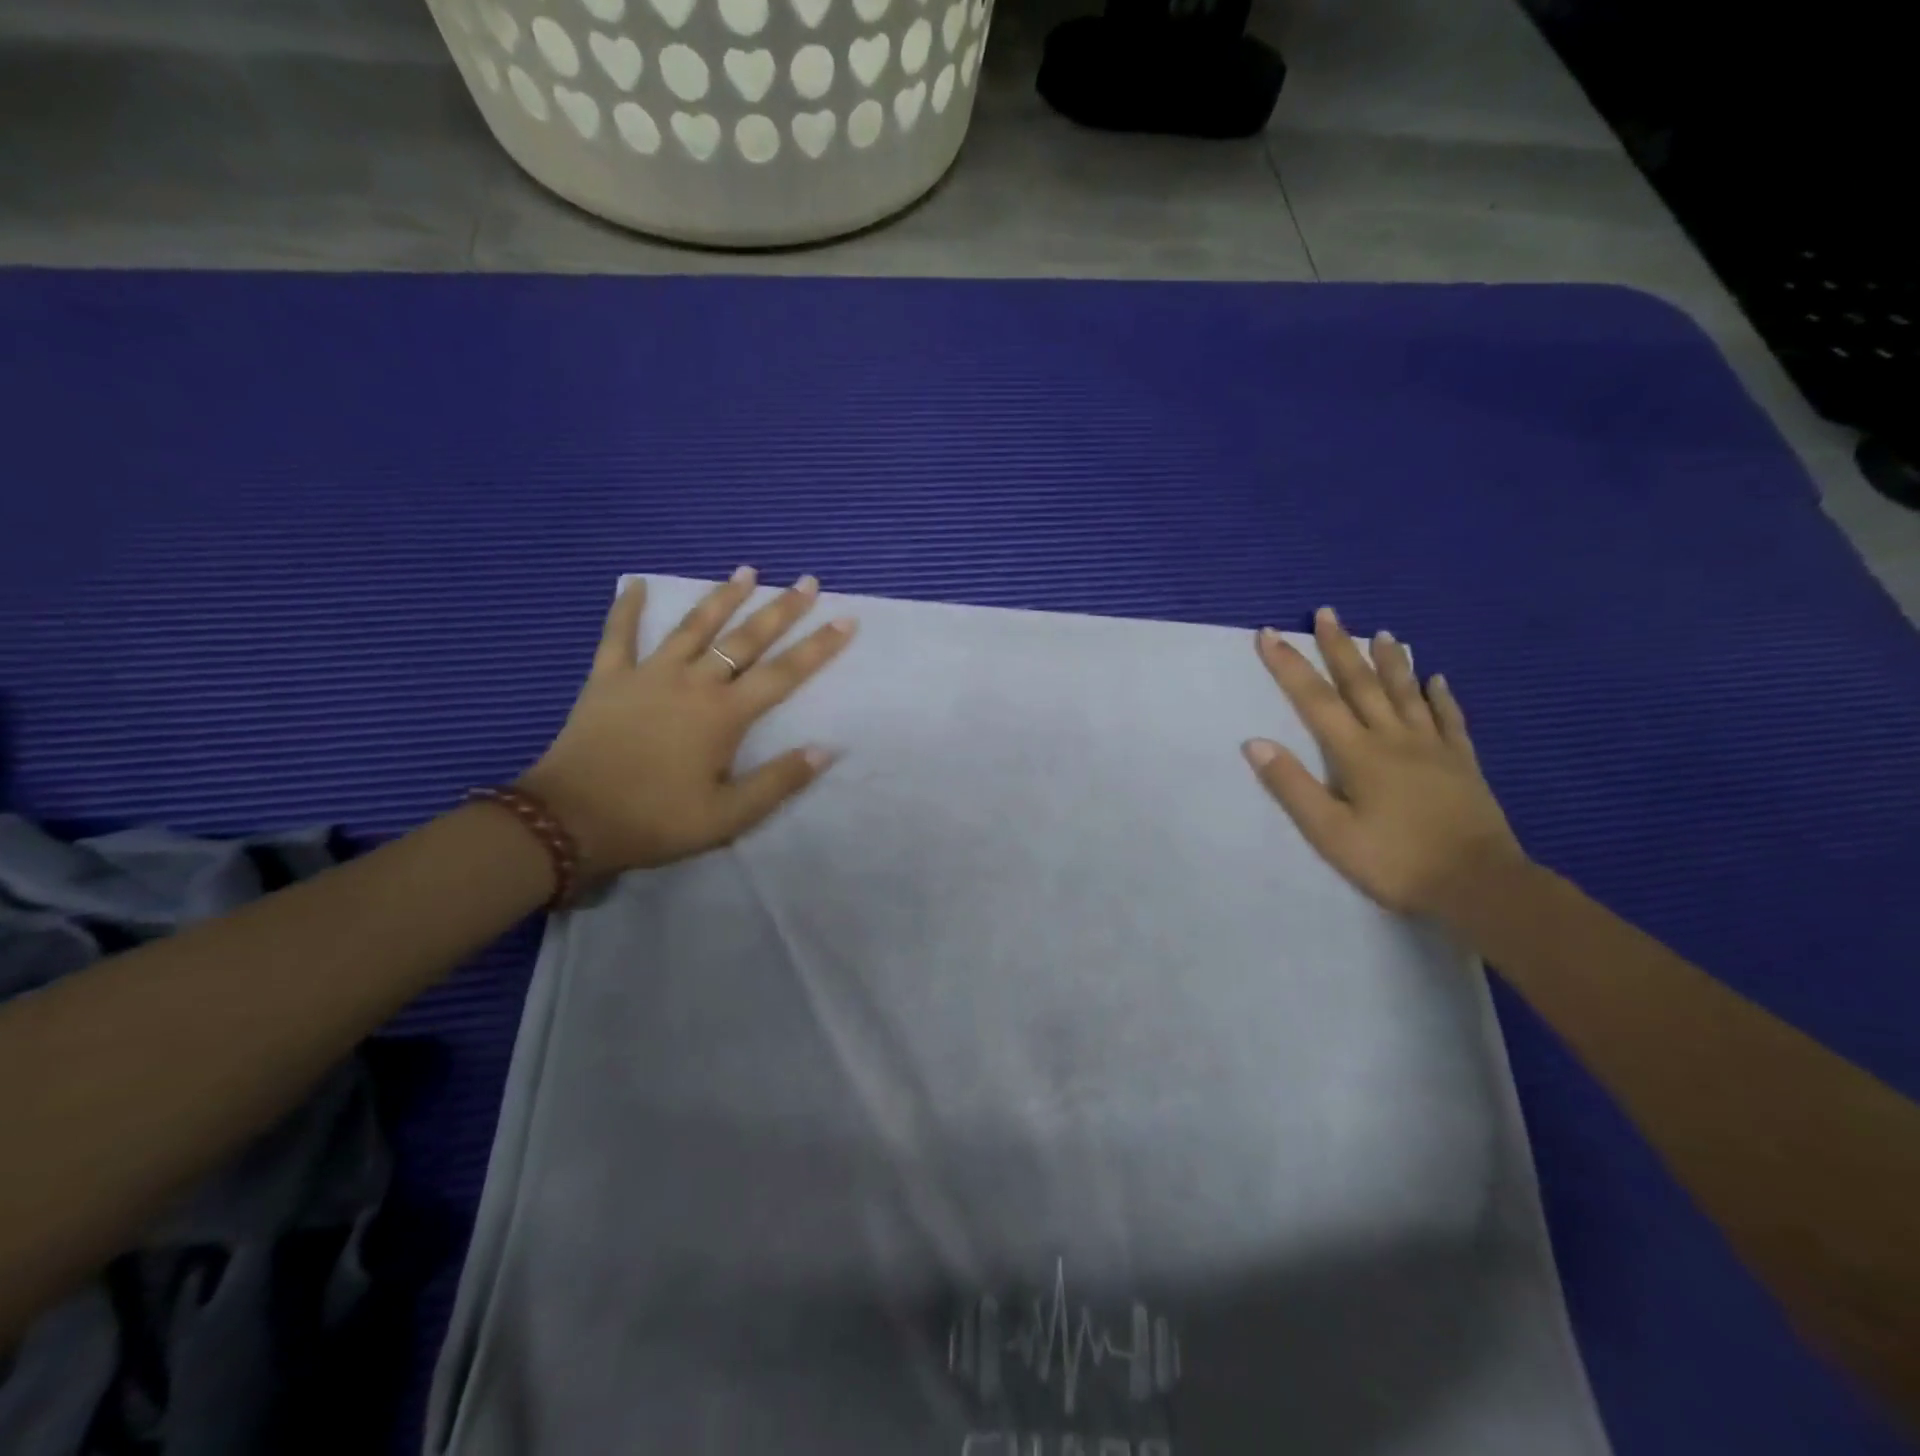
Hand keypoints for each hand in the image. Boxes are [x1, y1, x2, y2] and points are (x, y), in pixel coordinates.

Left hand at [520, 569, 856, 875]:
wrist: (571, 820)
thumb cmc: (656, 819)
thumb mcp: (728, 815)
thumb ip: (779, 781)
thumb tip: (825, 749)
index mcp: (724, 715)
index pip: (783, 674)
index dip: (818, 647)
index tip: (845, 620)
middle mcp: (693, 683)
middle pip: (745, 639)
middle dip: (780, 610)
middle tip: (806, 582)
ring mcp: (648, 675)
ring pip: (693, 627)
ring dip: (723, 597)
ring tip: (747, 571)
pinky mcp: (608, 679)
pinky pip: (619, 635)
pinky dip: (627, 608)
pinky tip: (636, 583)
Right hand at [1243, 608, 1526, 919]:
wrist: (1479, 886)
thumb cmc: (1395, 861)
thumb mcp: (1330, 832)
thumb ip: (1292, 786)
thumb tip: (1255, 742)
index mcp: (1358, 754)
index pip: (1316, 700)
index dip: (1289, 665)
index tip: (1270, 634)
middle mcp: (1394, 738)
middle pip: (1362, 684)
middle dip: (1339, 647)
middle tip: (1327, 613)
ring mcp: (1433, 748)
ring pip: (1407, 692)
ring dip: (1391, 661)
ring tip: (1382, 632)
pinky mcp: (1462, 763)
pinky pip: (1449, 719)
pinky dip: (1440, 695)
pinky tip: (1438, 678)